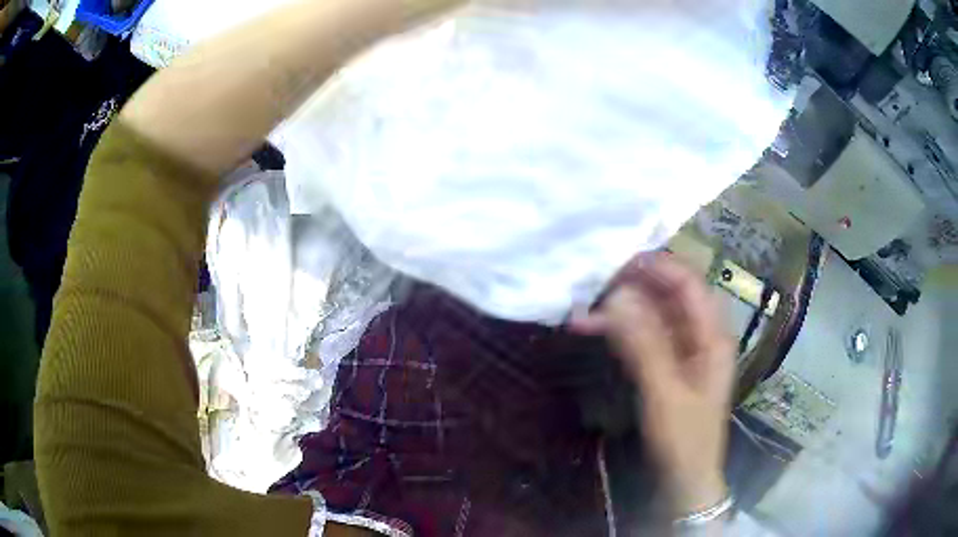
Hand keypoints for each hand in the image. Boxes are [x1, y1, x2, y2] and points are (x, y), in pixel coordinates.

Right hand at [571, 253, 734, 515]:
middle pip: (669, 296)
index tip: (617, 259)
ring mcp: (684, 351)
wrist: (684, 480)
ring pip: (653, 316)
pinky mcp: (667, 366)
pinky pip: (645, 337)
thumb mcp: (664, 393)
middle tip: (594, 283)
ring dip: (622, 310)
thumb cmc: (683, 439)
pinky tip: (595, 328)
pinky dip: (621, 331)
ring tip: (585, 309)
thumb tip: (616, 297)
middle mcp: (701, 336)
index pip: (688, 284)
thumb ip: (643, 344)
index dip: (657, 267)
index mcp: (712, 336)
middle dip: (633, 287)